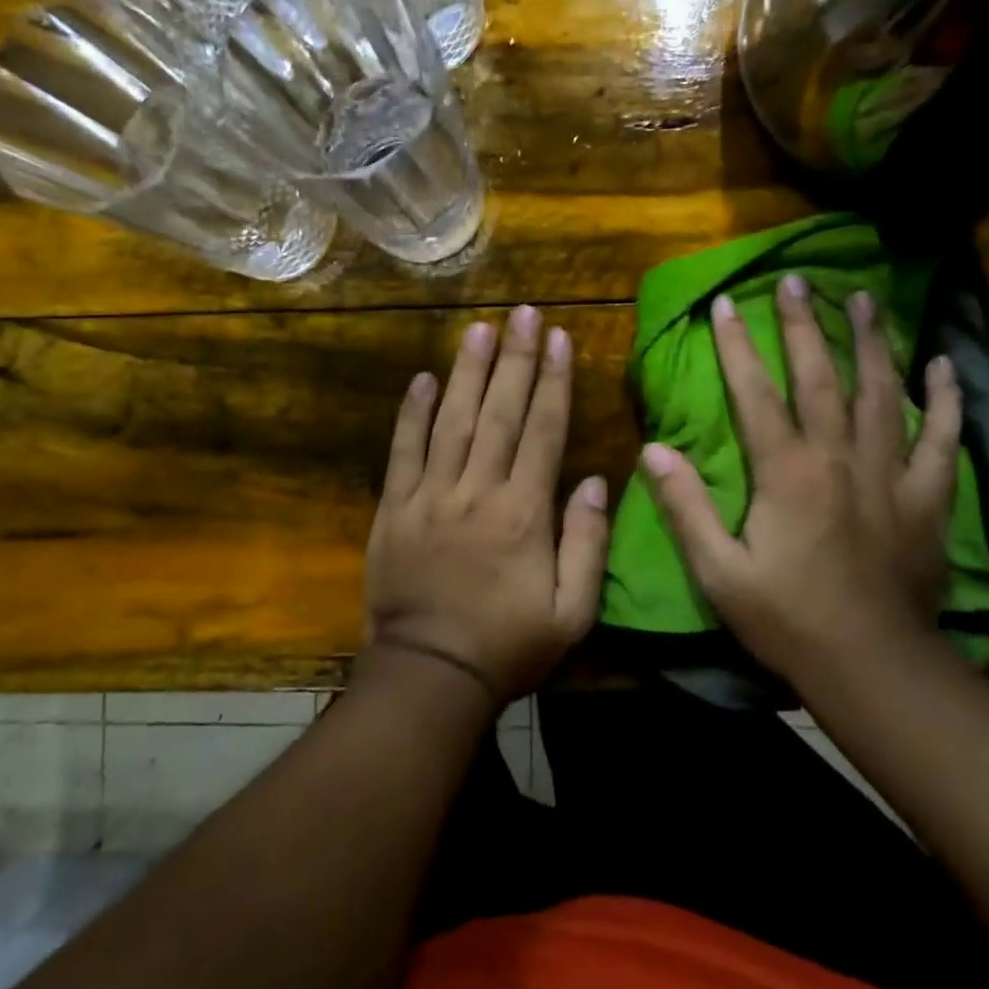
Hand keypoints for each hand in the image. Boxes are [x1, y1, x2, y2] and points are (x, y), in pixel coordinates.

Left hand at [362, 305, 609, 704]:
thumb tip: (593, 480)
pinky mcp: (395, 508)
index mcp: (523, 512)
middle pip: (499, 413)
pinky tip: (422, 379)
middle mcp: (477, 490)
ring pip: (452, 420)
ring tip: (480, 329)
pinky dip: (411, 414)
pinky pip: (403, 452)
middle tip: (523, 313)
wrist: (430, 675)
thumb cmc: (508, 645)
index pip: (543, 431)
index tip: (559, 338)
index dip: (553, 381)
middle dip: (515, 359)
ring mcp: (431, 496)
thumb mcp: (571, 612)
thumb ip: (587, 544)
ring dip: (467, 372)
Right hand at [641, 278, 961, 682]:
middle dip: (805, 325)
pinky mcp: (927, 499)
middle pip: (821, 377)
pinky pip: (942, 440)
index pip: (757, 394)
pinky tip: (943, 365)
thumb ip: (686, 508)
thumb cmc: (787, 619)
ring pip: (882, 393)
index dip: (738, 346)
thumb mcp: (719, 571)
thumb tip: (653, 451)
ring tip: (865, 298)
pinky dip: (945, 401)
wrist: (873, 666)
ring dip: (872, 341)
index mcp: (787, 473)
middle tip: (797, 279)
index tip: (727, 302)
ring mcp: (890, 475)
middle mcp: (840, 459)